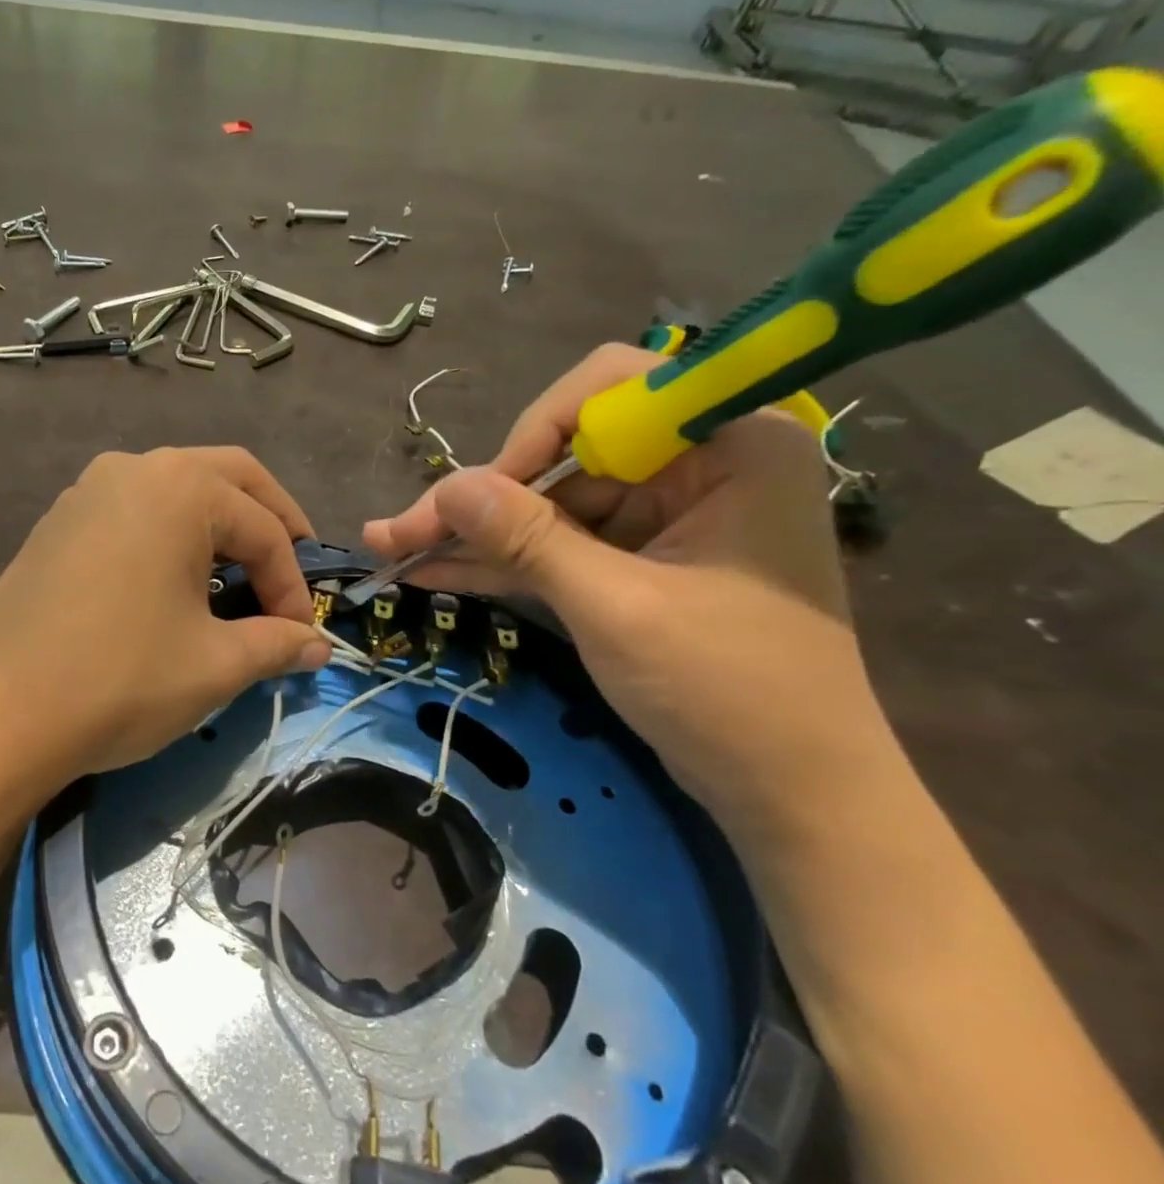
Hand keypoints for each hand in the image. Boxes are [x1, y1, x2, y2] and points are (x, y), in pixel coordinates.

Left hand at [0, 447, 330, 802]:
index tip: (301, 636)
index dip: (293, 584)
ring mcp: (86, 492)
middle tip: (290, 572)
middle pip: (228, 480)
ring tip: (237, 579)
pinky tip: (172, 584)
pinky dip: (170, 538)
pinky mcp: (57, 524)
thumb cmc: (121, 679)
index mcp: (180, 487)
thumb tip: (317, 647)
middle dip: (270, 525)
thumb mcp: (215, 665)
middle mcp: (133, 469)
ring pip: (176, 493)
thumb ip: (276, 645)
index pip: (264, 528)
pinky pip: (133, 514)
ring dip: (218, 528)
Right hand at [363, 345, 906, 839]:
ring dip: (476, 534)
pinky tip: (434, 571)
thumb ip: (530, 541)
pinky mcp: (637, 561)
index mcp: (731, 445)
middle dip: (481, 498)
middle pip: (563, 454)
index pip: (611, 390)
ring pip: (548, 504)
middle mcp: (697, 465)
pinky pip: (558, 545)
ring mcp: (664, 515)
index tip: (478, 495)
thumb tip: (447, 489)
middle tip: (400, 533)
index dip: (531, 433)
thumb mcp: (617, 608)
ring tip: (394, 550)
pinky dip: (502, 562)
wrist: (789, 792)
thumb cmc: (728, 692)